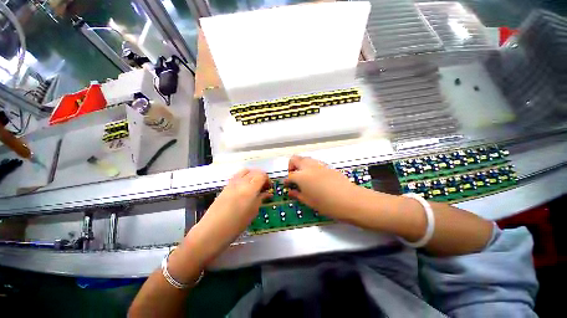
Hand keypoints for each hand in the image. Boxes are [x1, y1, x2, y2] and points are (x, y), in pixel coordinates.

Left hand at [186, 169, 270, 262]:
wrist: (212, 231)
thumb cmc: (236, 225)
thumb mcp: (253, 212)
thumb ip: (261, 198)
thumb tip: (267, 193)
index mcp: (250, 189)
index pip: (262, 175)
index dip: (267, 179)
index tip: (269, 187)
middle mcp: (241, 182)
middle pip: (254, 171)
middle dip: (261, 177)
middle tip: (263, 187)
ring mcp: (232, 183)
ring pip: (245, 171)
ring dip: (252, 175)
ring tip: (254, 186)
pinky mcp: (225, 186)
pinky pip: (237, 176)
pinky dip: (244, 177)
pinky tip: (244, 188)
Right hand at [285, 155, 363, 220]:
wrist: (349, 200)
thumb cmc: (326, 203)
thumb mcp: (308, 201)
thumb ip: (297, 194)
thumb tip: (291, 191)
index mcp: (301, 176)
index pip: (290, 175)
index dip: (287, 180)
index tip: (287, 185)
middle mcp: (308, 167)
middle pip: (295, 159)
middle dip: (291, 166)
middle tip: (294, 177)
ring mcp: (318, 165)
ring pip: (305, 158)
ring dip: (301, 165)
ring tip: (304, 177)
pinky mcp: (327, 166)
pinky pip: (314, 162)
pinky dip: (310, 166)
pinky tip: (315, 177)